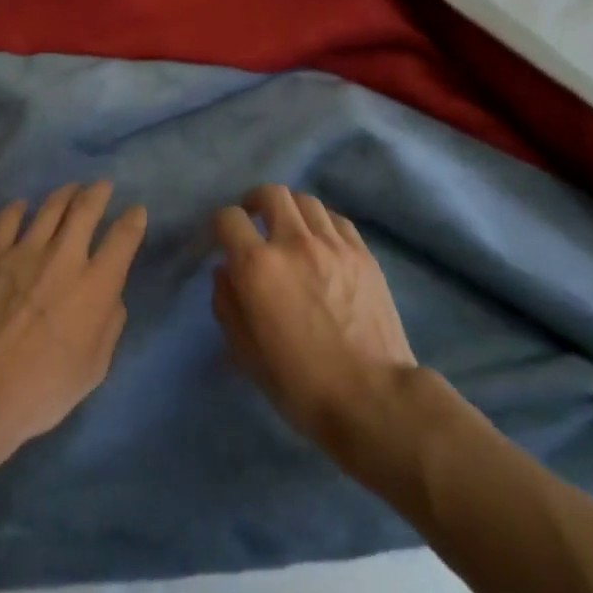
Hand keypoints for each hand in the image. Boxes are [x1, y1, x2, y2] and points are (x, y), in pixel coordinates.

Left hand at [0, 182, 145, 466]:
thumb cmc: (46, 386)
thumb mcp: (95, 367)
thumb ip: (109, 325)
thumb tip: (111, 298)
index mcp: (97, 284)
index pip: (123, 238)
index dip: (133, 221)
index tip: (136, 212)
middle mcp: (65, 256)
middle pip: (86, 209)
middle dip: (98, 193)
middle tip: (102, 185)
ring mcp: (25, 251)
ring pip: (50, 208)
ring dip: (64, 194)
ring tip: (70, 189)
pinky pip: (7, 220)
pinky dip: (17, 209)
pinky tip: (21, 206)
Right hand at [212, 184, 418, 449]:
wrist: (372, 398)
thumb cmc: (299, 383)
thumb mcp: (245, 352)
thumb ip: (226, 302)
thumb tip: (224, 270)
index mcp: (257, 266)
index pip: (228, 218)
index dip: (220, 225)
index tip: (223, 241)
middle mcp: (293, 243)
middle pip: (270, 194)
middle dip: (254, 203)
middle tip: (254, 223)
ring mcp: (333, 244)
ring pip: (306, 201)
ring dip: (289, 210)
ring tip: (289, 231)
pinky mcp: (363, 253)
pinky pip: (336, 219)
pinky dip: (320, 223)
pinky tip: (321, 244)